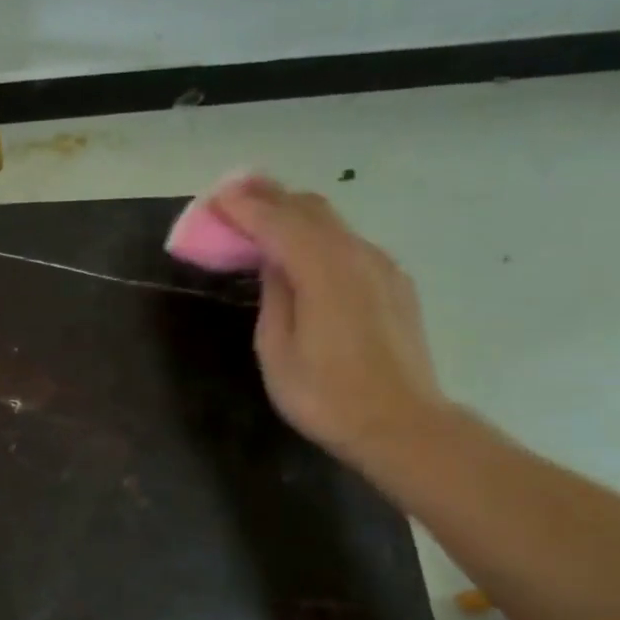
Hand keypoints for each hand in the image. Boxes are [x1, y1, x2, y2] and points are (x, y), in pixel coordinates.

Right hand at [212, 175, 449, 468]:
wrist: (401, 425)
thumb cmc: (326, 396)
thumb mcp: (277, 351)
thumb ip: (274, 297)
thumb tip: (274, 264)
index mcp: (324, 271)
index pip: (279, 222)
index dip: (245, 207)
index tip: (217, 197)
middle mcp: (357, 255)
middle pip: (311, 209)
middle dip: (271, 197)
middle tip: (235, 194)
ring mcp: (382, 267)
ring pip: (333, 223)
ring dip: (295, 214)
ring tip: (263, 215)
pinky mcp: (394, 283)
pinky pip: (349, 243)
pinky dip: (318, 235)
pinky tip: (303, 251)